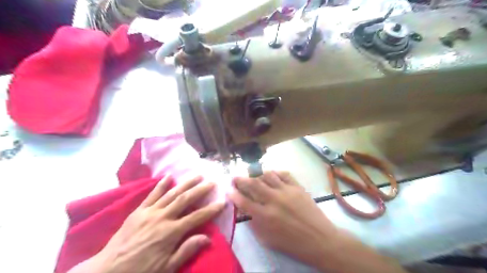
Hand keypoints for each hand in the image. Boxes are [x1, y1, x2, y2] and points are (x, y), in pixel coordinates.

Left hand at [91, 175, 223, 272]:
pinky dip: (161, 184)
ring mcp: (150, 211)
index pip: (197, 217)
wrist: (108, 271)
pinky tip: (169, 176)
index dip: (211, 209)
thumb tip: (208, 238)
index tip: (222, 202)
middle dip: (200, 190)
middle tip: (212, 181)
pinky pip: (152, 194)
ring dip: (185, 183)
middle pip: (185, 199)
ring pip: (171, 193)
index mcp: (171, 232)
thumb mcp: (167, 268)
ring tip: (197, 175)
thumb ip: (187, 250)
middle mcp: (162, 217)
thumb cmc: (141, 271)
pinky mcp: (139, 210)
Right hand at [227, 170, 334, 268]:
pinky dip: (275, 173)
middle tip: (235, 177)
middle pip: (253, 184)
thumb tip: (246, 209)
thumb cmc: (292, 244)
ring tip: (254, 177)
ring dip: (258, 175)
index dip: (233, 194)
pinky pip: (284, 174)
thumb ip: (255, 223)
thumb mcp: (268, 239)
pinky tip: (272, 176)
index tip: (228, 189)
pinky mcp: (298, 187)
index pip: (244, 201)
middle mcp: (274, 200)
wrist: (320, 240)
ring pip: (267, 175)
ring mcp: (287, 191)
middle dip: (241, 179)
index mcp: (265, 216)